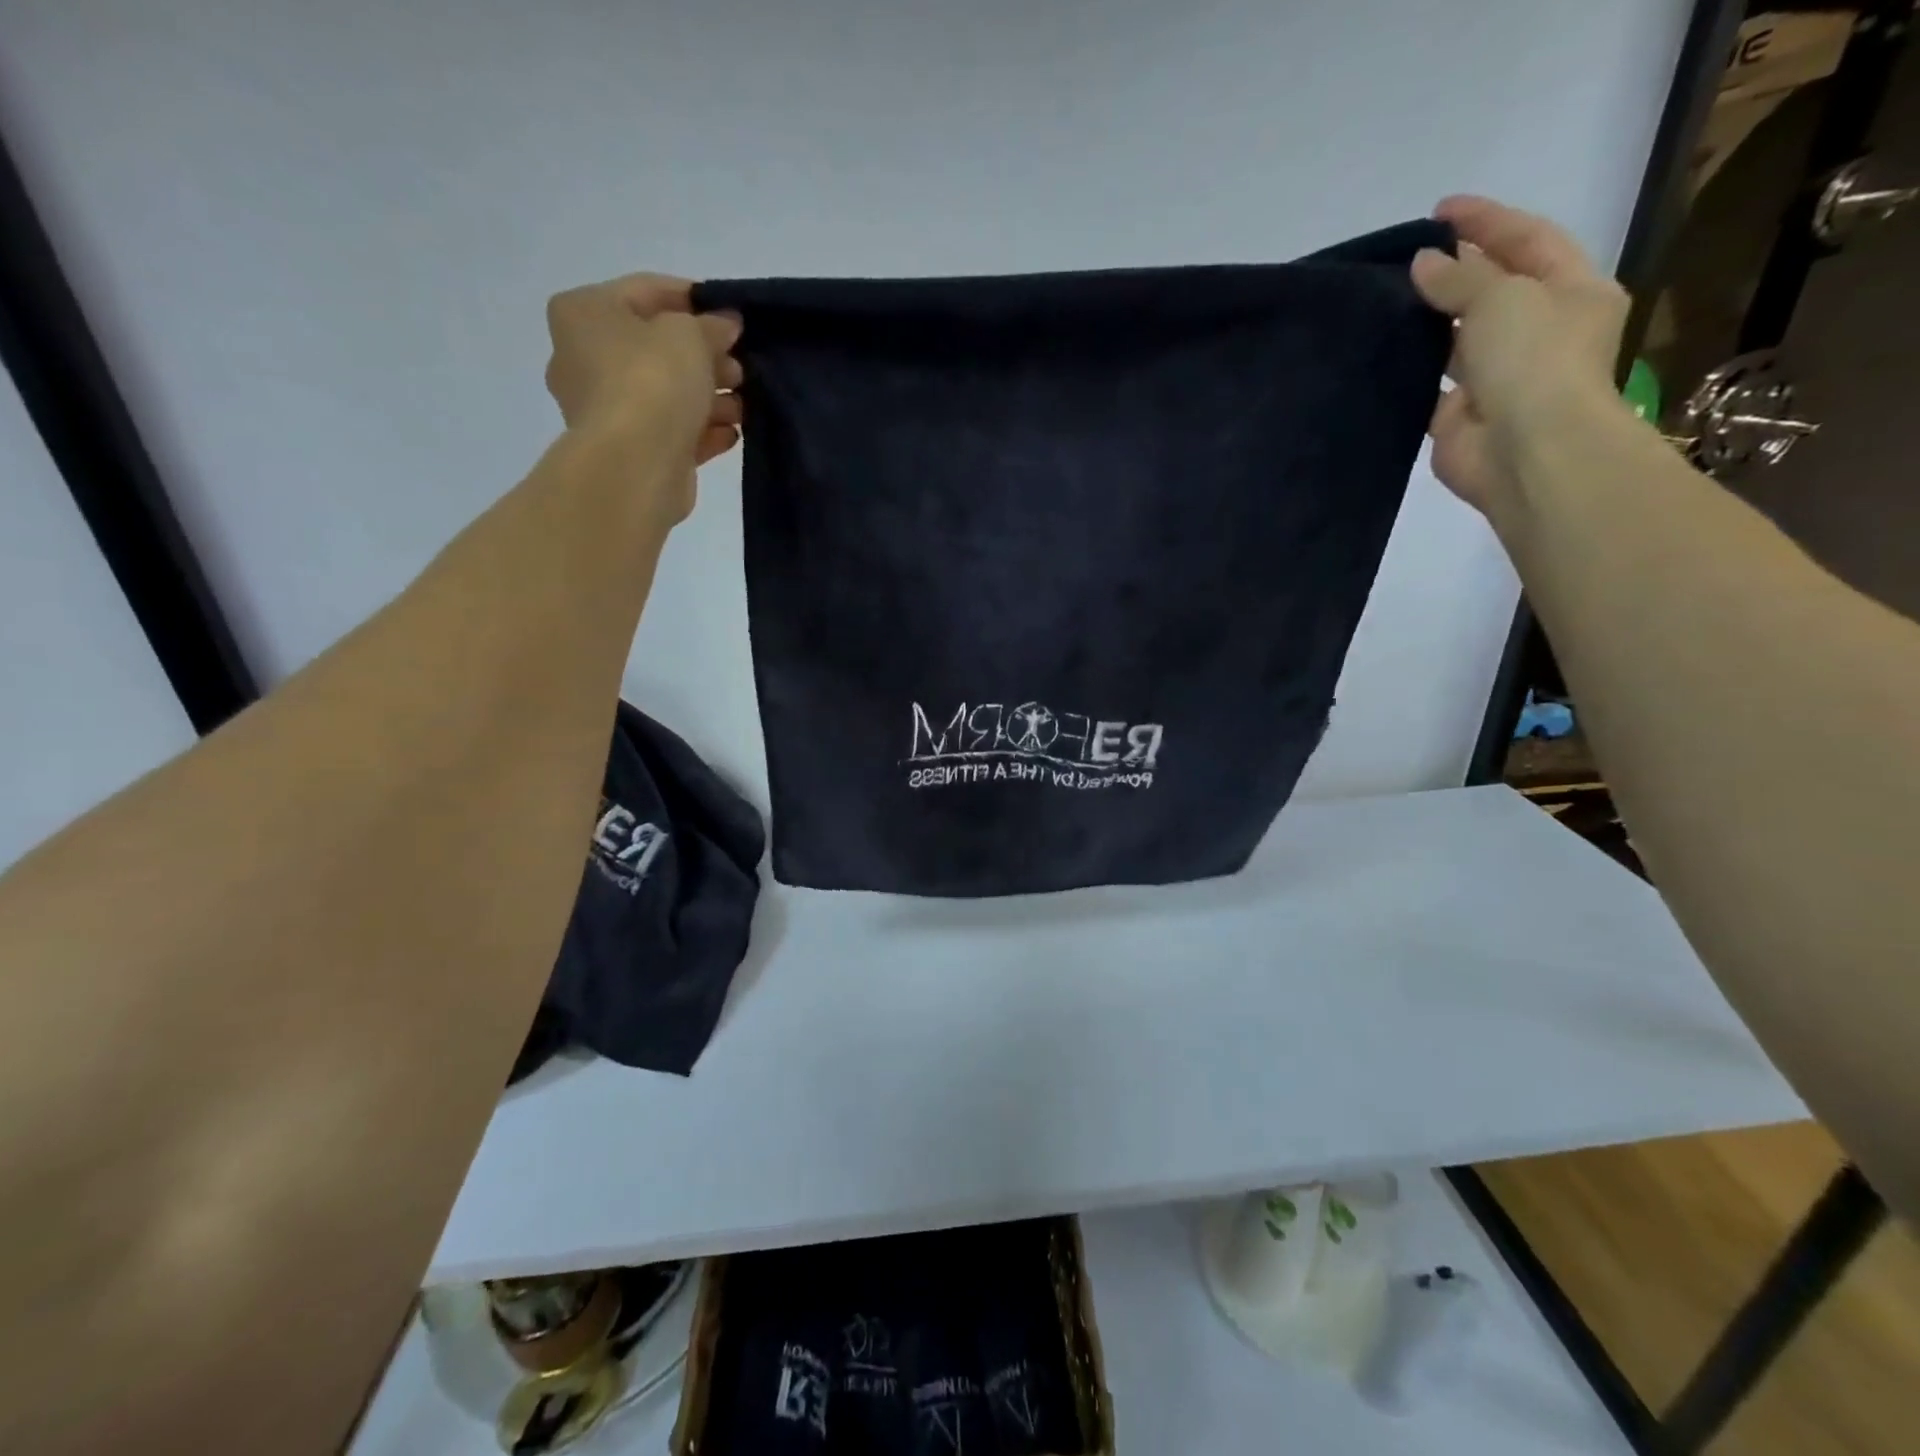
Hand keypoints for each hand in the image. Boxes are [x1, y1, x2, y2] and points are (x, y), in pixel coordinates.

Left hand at [544, 273, 742, 519]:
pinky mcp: (630, 451)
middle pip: (656, 347)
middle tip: (742, 366)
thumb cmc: (651, 380)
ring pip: (667, 393)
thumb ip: (712, 325)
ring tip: (745, 404)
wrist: (635, 465)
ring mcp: (605, 409)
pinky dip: (701, 430)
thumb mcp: (690, 334)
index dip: (693, 298)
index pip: (645, 291)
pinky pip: (671, 431)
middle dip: (705, 356)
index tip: (732, 315)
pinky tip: (732, 433)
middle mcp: (583, 357)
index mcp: (584, 313)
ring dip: (709, 396)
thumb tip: (726, 325)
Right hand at [1410, 196, 1628, 522]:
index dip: (1486, 221)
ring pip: (1460, 337)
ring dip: (1430, 320)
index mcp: (1573, 291)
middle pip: (1494, 288)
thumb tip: (1422, 263)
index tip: (1439, 210)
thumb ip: (1459, 278)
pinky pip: (1431, 383)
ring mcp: (1499, 376)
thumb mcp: (1502, 297)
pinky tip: (1382, 351)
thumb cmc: (1532, 360)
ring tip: (1387, 300)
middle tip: (1409, 256)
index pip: (1528, 239)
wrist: (1524, 450)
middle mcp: (1540, 331)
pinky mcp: (1459, 414)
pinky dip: (1411, 368)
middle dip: (1457, 269)